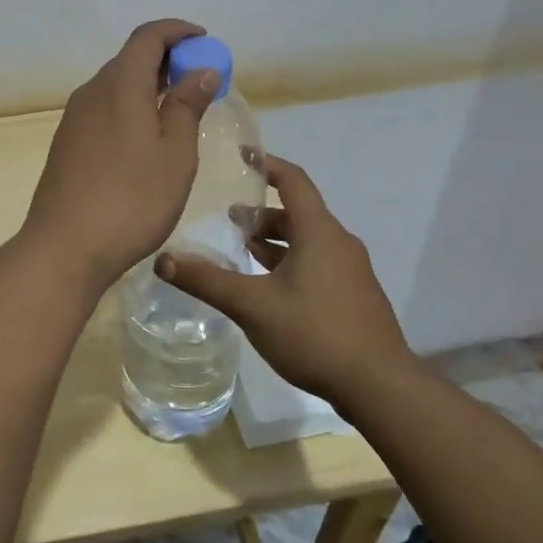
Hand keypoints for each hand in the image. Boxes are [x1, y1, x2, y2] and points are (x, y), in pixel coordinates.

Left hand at [24, 19, 221, 290]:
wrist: (64, 246)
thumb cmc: (131, 200)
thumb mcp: (175, 154)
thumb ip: (187, 106)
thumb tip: (200, 70)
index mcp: (119, 85)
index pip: (147, 37)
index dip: (177, 31)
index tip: (204, 41)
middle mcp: (92, 92)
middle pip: (130, 59)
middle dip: (166, 60)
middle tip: (198, 80)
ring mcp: (74, 118)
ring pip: (116, 85)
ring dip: (148, 86)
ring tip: (177, 110)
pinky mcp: (67, 143)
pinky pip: (104, 109)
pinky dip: (130, 107)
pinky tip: (145, 138)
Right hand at [155, 153, 417, 405]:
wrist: (379, 386)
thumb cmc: (315, 333)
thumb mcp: (252, 305)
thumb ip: (207, 280)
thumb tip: (163, 259)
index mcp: (318, 232)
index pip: (292, 180)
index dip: (266, 165)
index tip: (242, 155)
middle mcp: (338, 243)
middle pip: (298, 213)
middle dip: (262, 214)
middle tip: (229, 220)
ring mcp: (351, 271)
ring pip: (307, 241)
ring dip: (275, 241)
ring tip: (243, 251)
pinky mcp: (354, 296)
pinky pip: (317, 263)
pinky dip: (290, 262)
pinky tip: (270, 287)